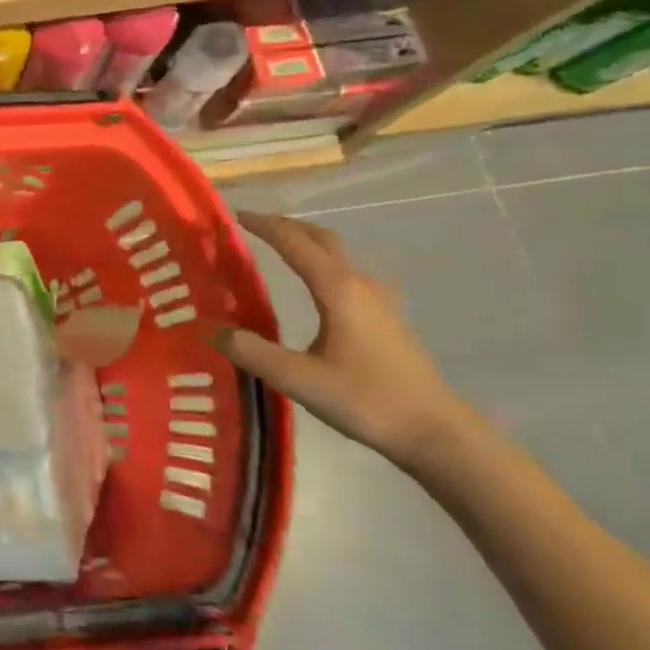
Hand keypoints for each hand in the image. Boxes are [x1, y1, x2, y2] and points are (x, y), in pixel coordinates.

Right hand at [219, 212, 480, 471]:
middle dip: (287, 226)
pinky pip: (347, 275)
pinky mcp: (387, 319)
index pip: (294, 242)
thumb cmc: (367, 400)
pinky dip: (321, 265)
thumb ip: (252, 352)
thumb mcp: (298, 379)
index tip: (233, 215)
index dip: (263, 225)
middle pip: (322, 239)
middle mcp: (359, 284)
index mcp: (337, 289)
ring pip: (338, 256)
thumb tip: (212, 330)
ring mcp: (379, 301)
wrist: (438, 434)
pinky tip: (312, 289)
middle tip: (253, 226)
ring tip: (277, 250)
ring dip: (306, 244)